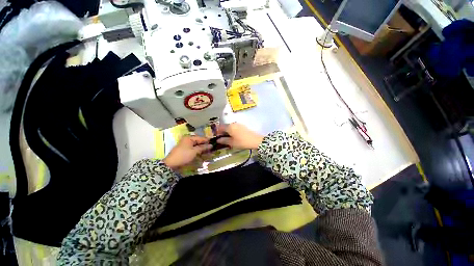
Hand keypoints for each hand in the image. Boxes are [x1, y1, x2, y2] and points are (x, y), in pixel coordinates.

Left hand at [163, 136, 211, 169]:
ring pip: (197, 145)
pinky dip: (198, 151)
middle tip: (212, 148)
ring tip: (209, 151)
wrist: (171, 164)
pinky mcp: (185, 150)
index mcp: (189, 138)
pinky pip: (194, 149)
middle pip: (199, 141)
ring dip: (202, 148)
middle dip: (205, 145)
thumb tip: (211, 145)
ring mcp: (186, 145)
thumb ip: (203, 147)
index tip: (214, 143)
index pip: (201, 138)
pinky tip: (203, 153)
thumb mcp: (194, 151)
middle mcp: (187, 140)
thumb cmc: (183, 156)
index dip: (207, 141)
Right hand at [216, 123, 263, 149]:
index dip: (217, 132)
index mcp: (229, 127)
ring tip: (228, 139)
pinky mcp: (243, 126)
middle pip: (225, 127)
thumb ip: (224, 141)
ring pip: (230, 127)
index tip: (217, 137)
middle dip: (223, 132)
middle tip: (222, 139)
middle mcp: (233, 124)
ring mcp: (239, 124)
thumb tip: (218, 140)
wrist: (255, 140)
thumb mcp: (232, 143)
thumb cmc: (242, 142)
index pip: (220, 127)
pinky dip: (232, 132)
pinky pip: (235, 128)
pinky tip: (234, 137)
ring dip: (228, 132)